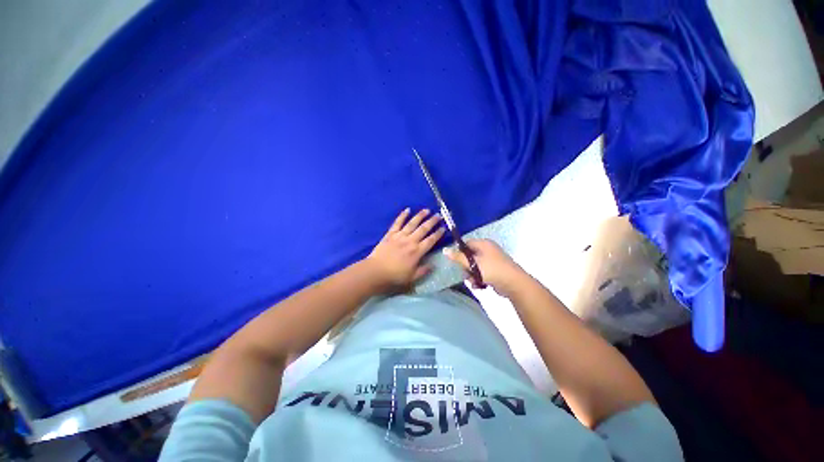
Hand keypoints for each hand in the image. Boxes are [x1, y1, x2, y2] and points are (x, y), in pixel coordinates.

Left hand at [365, 208, 444, 291]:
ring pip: (412, 223)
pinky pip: (397, 223)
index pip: (431, 240)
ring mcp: (400, 236)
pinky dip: (402, 216)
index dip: (438, 234)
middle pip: (423, 229)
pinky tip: (407, 209)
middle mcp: (410, 241)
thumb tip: (433, 265)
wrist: (376, 271)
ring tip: (426, 210)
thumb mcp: (412, 277)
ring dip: (420, 216)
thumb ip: (423, 270)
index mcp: (417, 251)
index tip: (443, 228)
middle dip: (432, 221)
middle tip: (439, 215)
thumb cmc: (395, 275)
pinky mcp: (390, 234)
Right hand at [445, 239, 526, 296]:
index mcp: (484, 244)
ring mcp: (493, 261)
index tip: (456, 261)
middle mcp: (488, 250)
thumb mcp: (472, 263)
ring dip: (472, 274)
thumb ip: (458, 257)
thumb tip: (444, 249)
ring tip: (473, 281)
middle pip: (470, 256)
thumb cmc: (491, 269)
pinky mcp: (495, 271)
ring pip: (475, 266)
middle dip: (466, 266)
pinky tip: (479, 285)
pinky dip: (479, 279)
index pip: (467, 244)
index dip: (460, 252)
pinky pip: (482, 273)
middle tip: (466, 273)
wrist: (514, 283)